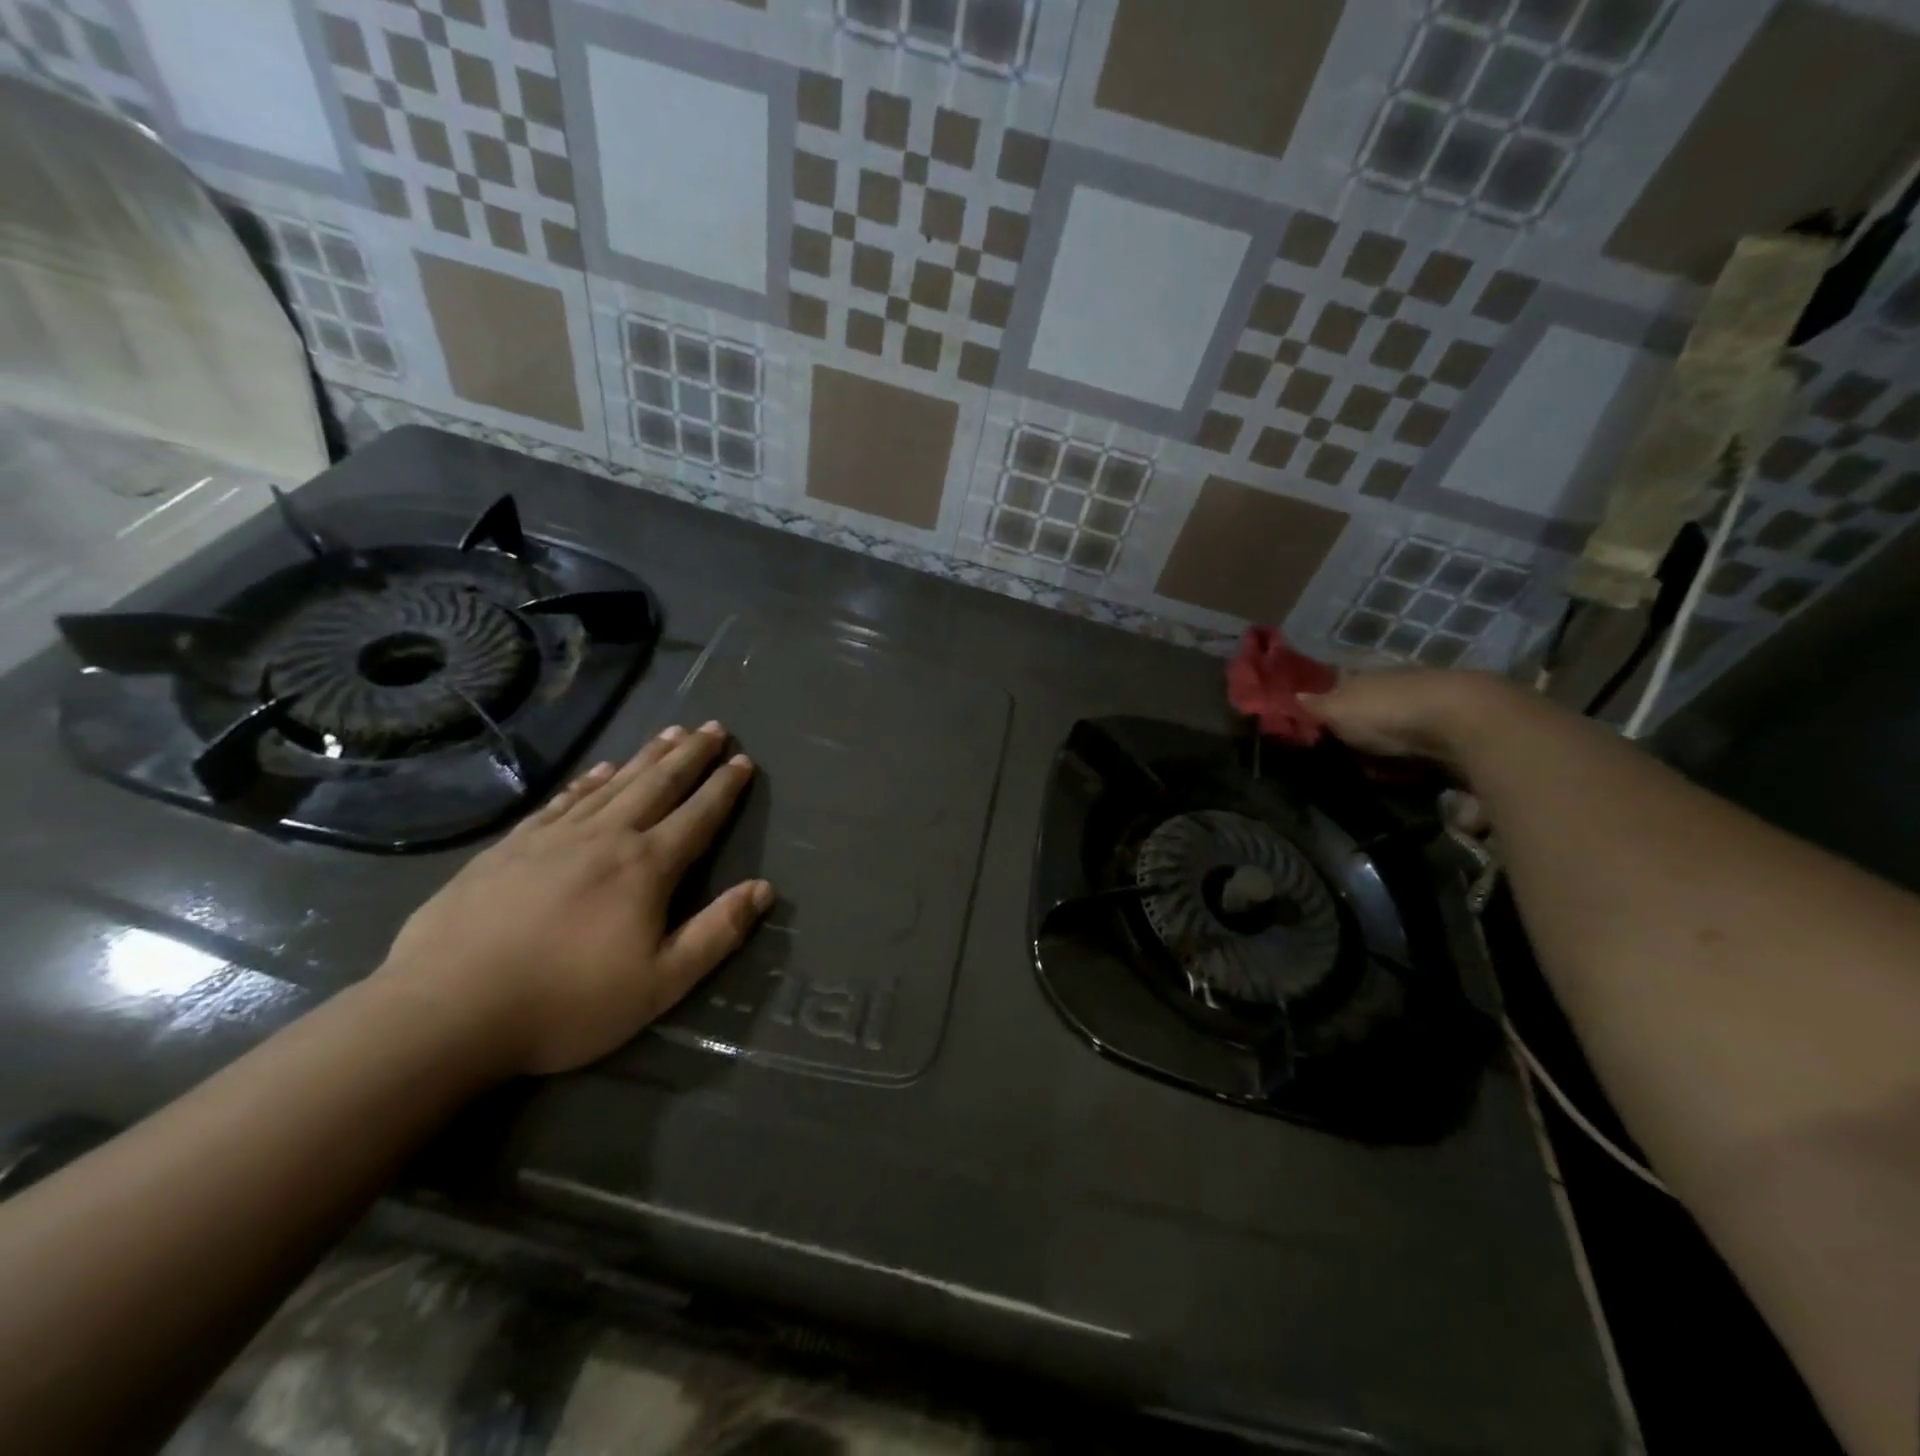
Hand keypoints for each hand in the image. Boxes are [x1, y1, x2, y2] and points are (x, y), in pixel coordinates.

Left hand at [378, 722, 770, 1075]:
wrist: (446, 1011)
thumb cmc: (566, 1002)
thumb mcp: (661, 984)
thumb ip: (717, 933)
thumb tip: (763, 889)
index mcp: (646, 868)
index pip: (698, 816)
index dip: (724, 787)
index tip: (742, 759)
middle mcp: (606, 837)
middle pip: (658, 784)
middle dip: (691, 755)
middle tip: (713, 726)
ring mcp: (553, 837)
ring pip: (613, 783)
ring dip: (646, 756)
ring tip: (671, 732)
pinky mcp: (510, 847)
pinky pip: (562, 800)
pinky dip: (588, 779)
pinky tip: (599, 769)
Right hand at [1303, 668, 1516, 766]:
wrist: (1464, 720)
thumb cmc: (1389, 712)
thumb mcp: (1339, 711)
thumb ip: (1315, 706)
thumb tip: (1292, 696)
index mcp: (1366, 675)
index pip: (1341, 681)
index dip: (1329, 698)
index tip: (1319, 718)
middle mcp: (1397, 682)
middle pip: (1373, 699)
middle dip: (1362, 718)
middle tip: (1347, 746)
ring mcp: (1429, 701)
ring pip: (1401, 717)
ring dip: (1391, 736)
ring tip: (1378, 763)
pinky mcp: (1457, 724)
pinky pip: (1427, 738)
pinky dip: (1417, 750)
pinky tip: (1412, 766)